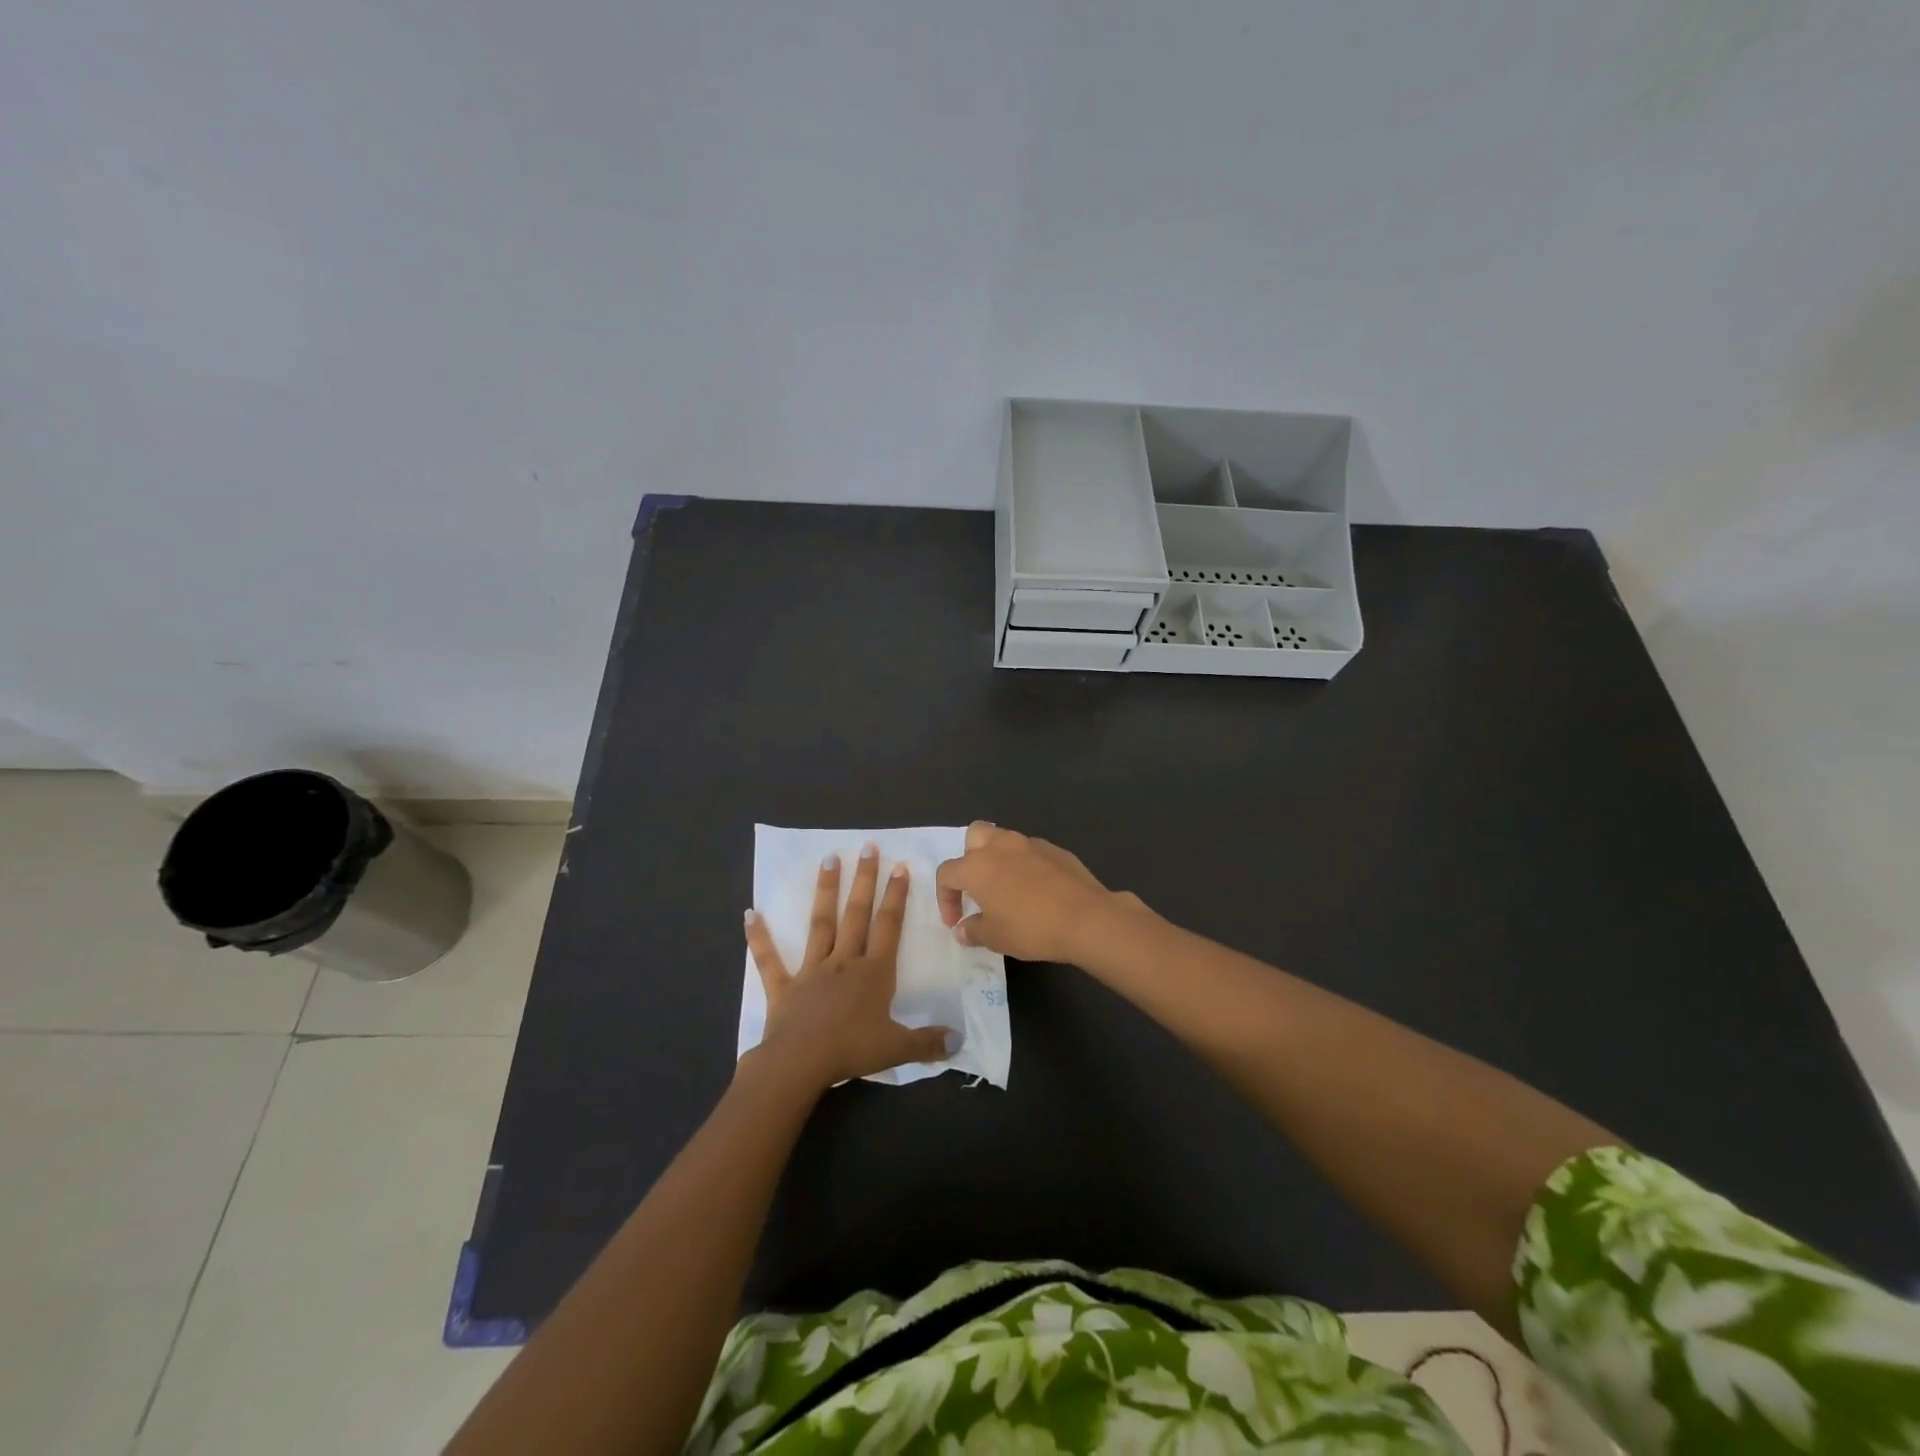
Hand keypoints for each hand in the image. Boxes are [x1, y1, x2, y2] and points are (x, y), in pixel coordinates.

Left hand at [743, 844, 952, 1092]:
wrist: (800, 1063)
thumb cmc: (851, 1051)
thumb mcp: (897, 1048)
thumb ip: (928, 1042)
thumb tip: (959, 1039)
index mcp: (873, 973)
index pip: (888, 926)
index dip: (896, 897)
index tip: (899, 867)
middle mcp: (844, 962)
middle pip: (857, 914)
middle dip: (864, 880)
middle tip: (868, 847)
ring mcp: (811, 971)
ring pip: (821, 924)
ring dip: (825, 891)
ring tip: (828, 859)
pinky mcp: (784, 987)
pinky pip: (770, 960)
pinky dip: (760, 938)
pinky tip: (750, 914)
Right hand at [935, 822, 1147, 963]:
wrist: (1086, 918)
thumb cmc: (1031, 928)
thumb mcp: (995, 938)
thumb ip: (973, 930)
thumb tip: (963, 928)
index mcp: (977, 866)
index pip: (947, 873)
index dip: (945, 897)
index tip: (956, 921)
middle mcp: (1000, 846)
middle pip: (974, 837)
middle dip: (969, 858)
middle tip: (978, 888)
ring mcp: (1030, 844)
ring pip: (1004, 840)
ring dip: (999, 860)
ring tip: (1007, 889)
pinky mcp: (1056, 850)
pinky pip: (1031, 852)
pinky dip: (1026, 865)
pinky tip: (1037, 890)